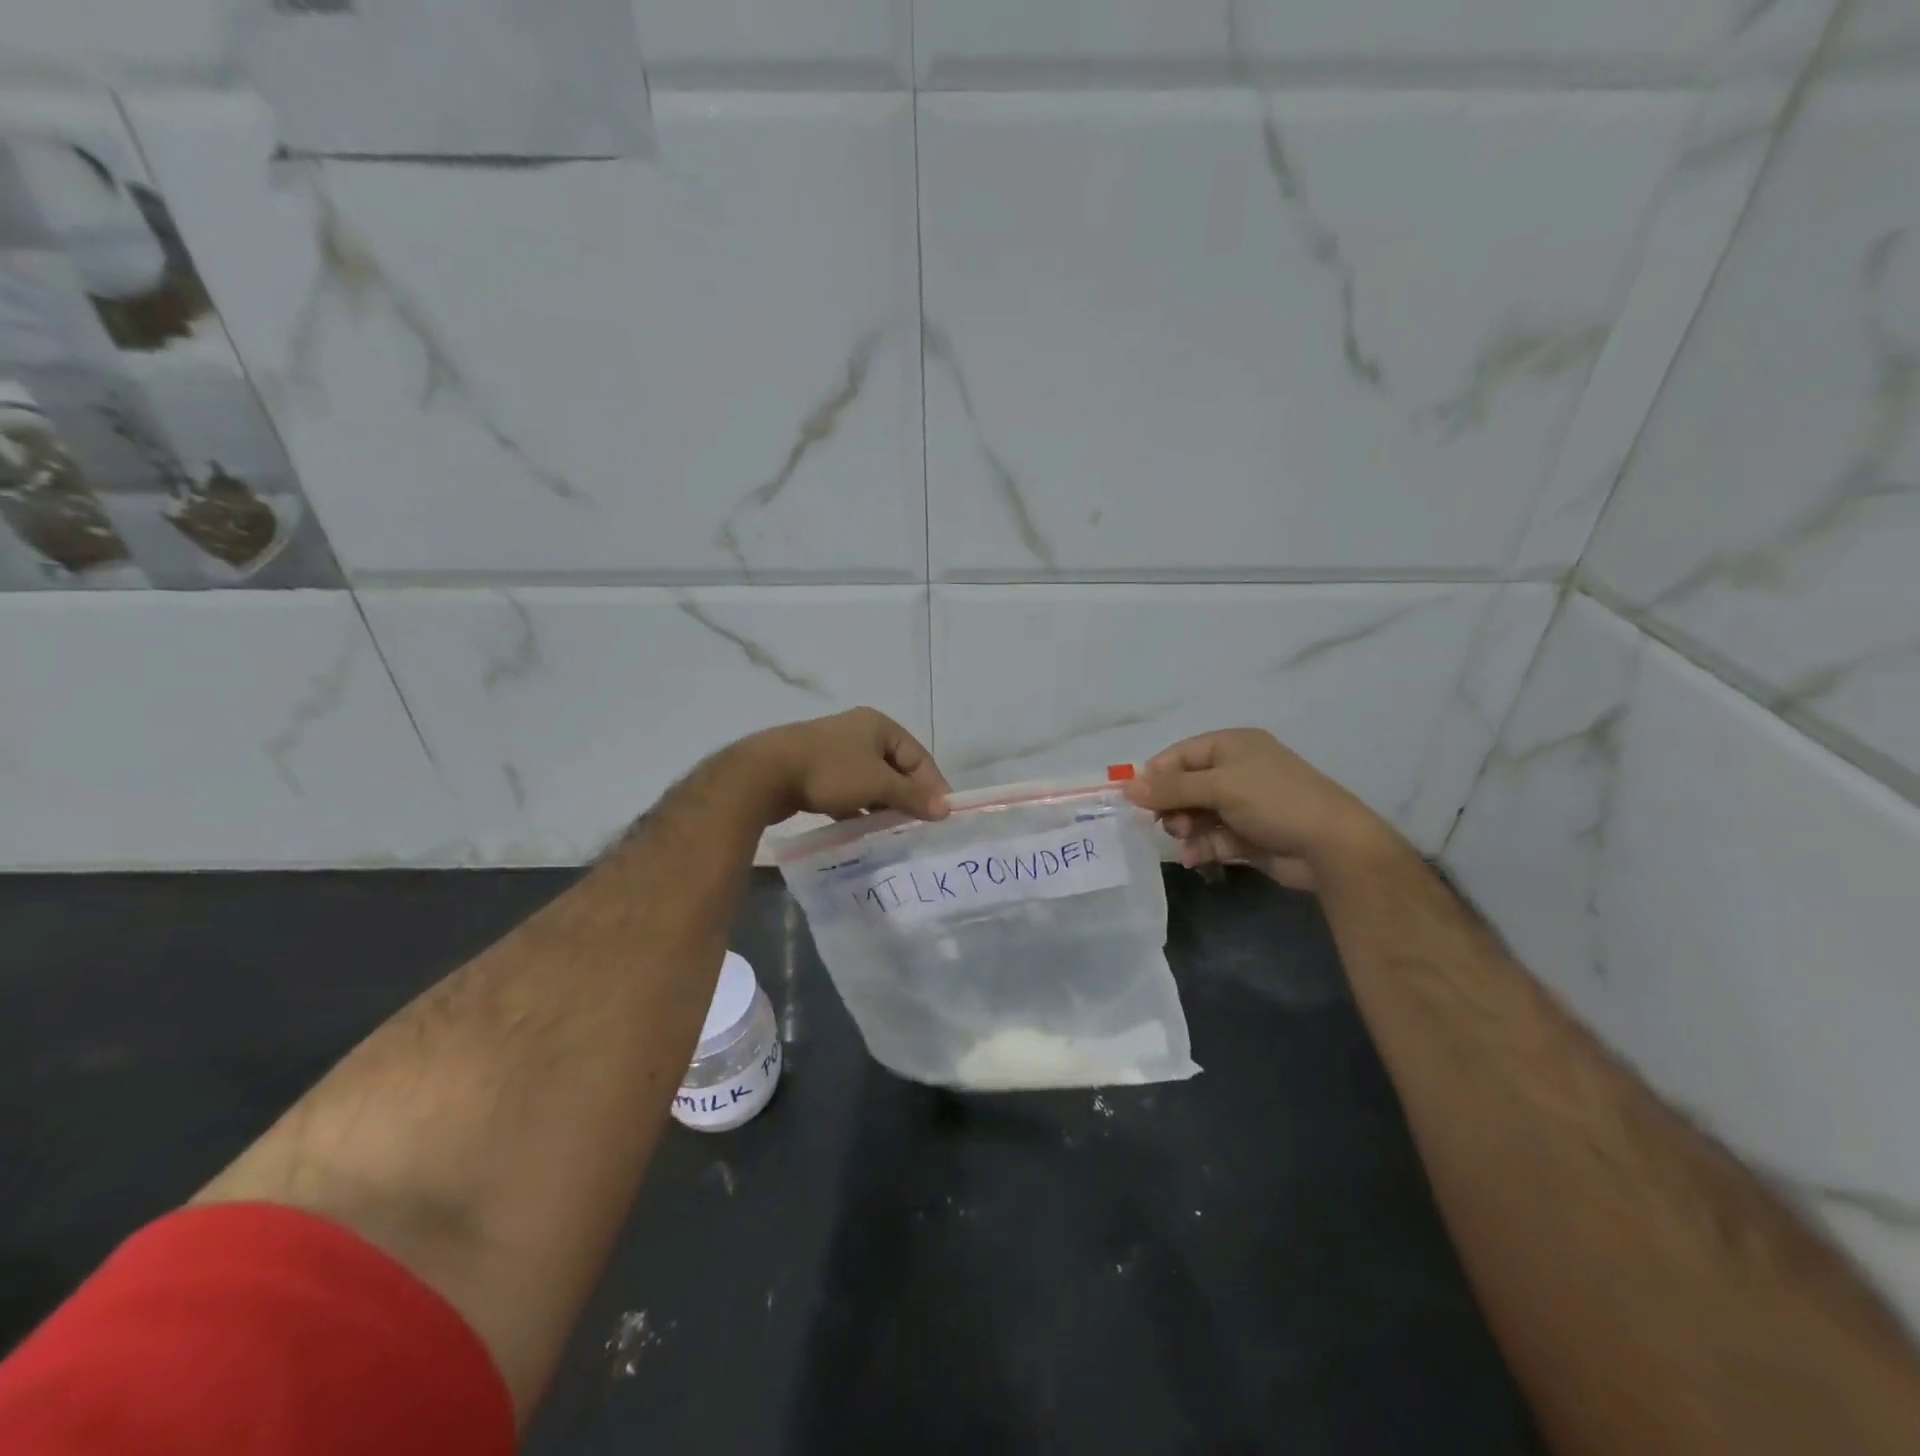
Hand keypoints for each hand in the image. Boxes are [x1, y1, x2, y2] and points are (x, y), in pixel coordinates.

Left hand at [734, 708, 950, 826]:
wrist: (765, 774)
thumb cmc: (830, 771)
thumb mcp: (877, 783)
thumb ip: (912, 795)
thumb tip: (944, 808)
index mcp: (878, 726)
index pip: (918, 756)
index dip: (933, 784)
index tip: (943, 814)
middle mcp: (858, 733)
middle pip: (895, 768)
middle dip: (908, 796)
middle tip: (920, 825)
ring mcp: (835, 752)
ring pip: (871, 781)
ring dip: (883, 804)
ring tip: (895, 830)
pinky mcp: (816, 772)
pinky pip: (849, 791)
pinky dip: (859, 808)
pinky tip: (864, 828)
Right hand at [1121, 729, 1397, 890]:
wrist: (1331, 846)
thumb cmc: (1274, 801)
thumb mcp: (1220, 787)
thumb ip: (1171, 788)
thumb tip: (1127, 787)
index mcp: (1231, 746)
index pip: (1179, 756)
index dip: (1155, 776)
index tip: (1135, 801)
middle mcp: (1235, 771)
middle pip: (1184, 787)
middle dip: (1172, 807)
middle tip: (1171, 824)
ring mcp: (1242, 805)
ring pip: (1196, 815)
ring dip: (1185, 829)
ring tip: (1187, 842)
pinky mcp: (1247, 835)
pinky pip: (1211, 837)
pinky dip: (1201, 847)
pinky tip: (1194, 859)